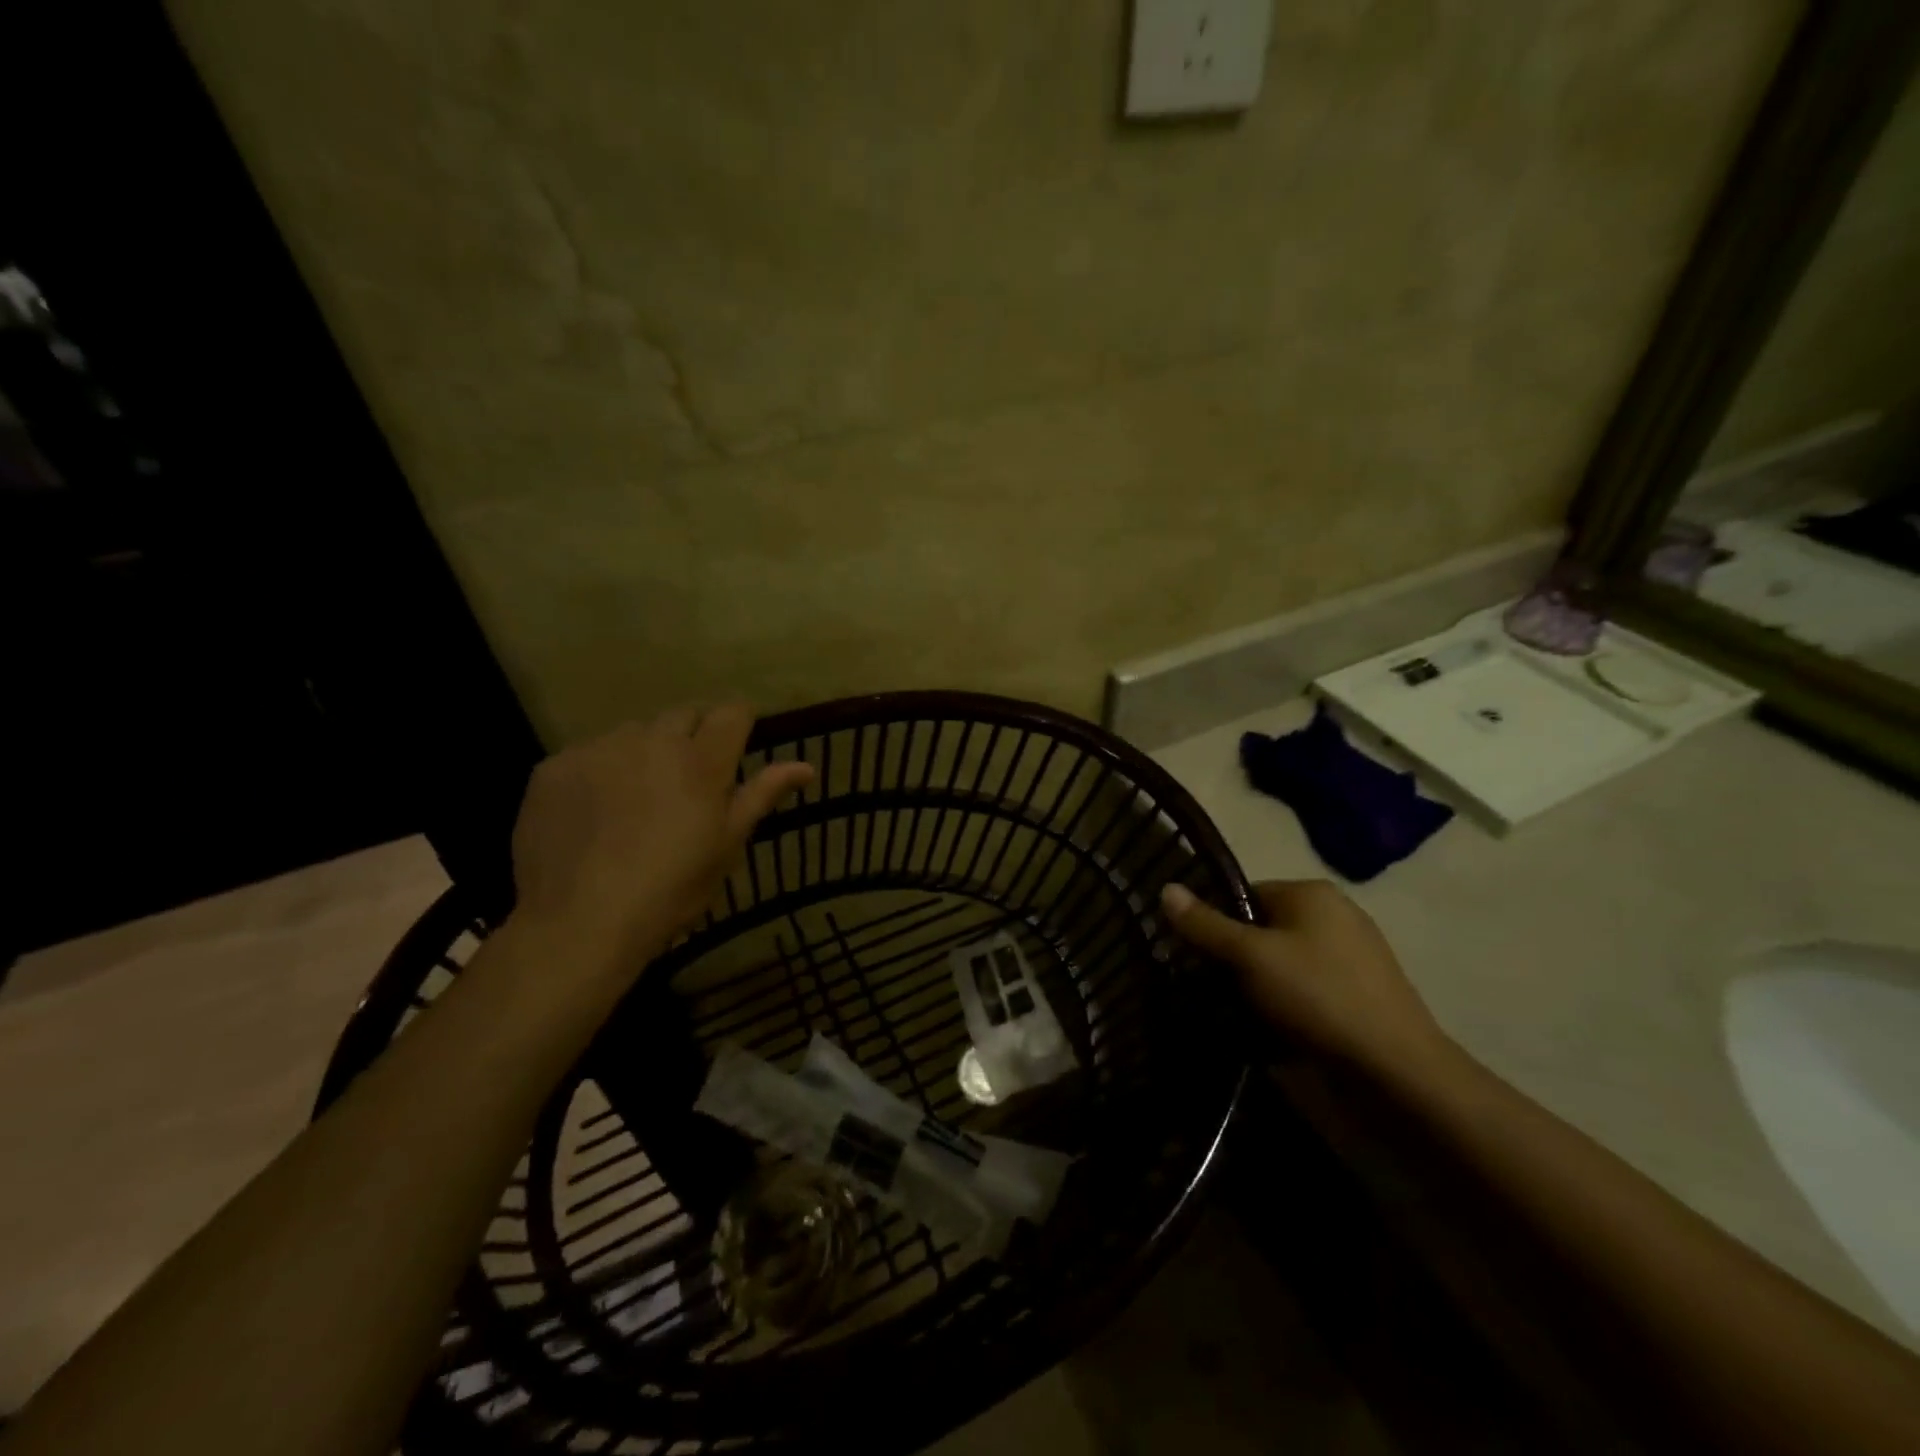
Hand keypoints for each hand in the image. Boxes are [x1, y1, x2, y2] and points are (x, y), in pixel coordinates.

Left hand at [508, 704, 813, 973]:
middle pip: (683, 715)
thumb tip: (806, 766)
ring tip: (637, 796)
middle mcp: (652, 740)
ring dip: (645, 752)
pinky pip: (589, 754)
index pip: (731, 713)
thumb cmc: (671, 889)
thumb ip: (762, 795)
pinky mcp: (555, 766)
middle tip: (689, 779)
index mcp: (701, 761)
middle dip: (693, 735)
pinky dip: (600, 771)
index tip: (737, 745)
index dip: (739, 723)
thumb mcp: (726, 845)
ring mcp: (599, 749)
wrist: (580, 922)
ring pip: (634, 732)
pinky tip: (595, 812)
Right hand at [1161, 879, 1451, 1075]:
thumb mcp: (1249, 956)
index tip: (1194, 955)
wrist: (1397, 1071)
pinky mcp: (1359, 996)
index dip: (1215, 922)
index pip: (1244, 894)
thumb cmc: (1317, 996)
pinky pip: (1305, 990)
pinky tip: (1269, 1030)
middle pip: (1263, 928)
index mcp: (1312, 893)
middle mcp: (1335, 916)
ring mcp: (1352, 957)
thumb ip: (1205, 924)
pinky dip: (1284, 1005)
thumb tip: (1165, 888)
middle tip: (1208, 987)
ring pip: (1282, 962)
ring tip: (1233, 1013)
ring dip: (1256, 985)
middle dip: (1234, 957)